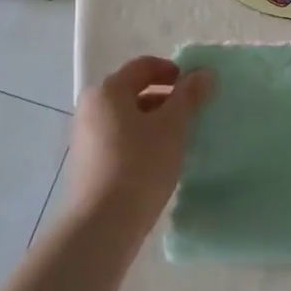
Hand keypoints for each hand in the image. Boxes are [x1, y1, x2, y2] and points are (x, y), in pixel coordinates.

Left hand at [58, 55, 212, 251]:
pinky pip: (121, 140)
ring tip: (180, 138)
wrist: (104, 223)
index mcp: (108, 91)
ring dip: (155, 121)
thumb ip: (189, 96)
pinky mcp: (89, 163)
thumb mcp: (172, 126)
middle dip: (166, 98)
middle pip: (134, 91)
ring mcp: (86, 137)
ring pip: (128, 118)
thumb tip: (203, 73)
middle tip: (193, 113)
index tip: (196, 87)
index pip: (143, 66)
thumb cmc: (140, 164)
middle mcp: (91, 108)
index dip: (172, 70)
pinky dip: (142, 141)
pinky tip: (161, 160)